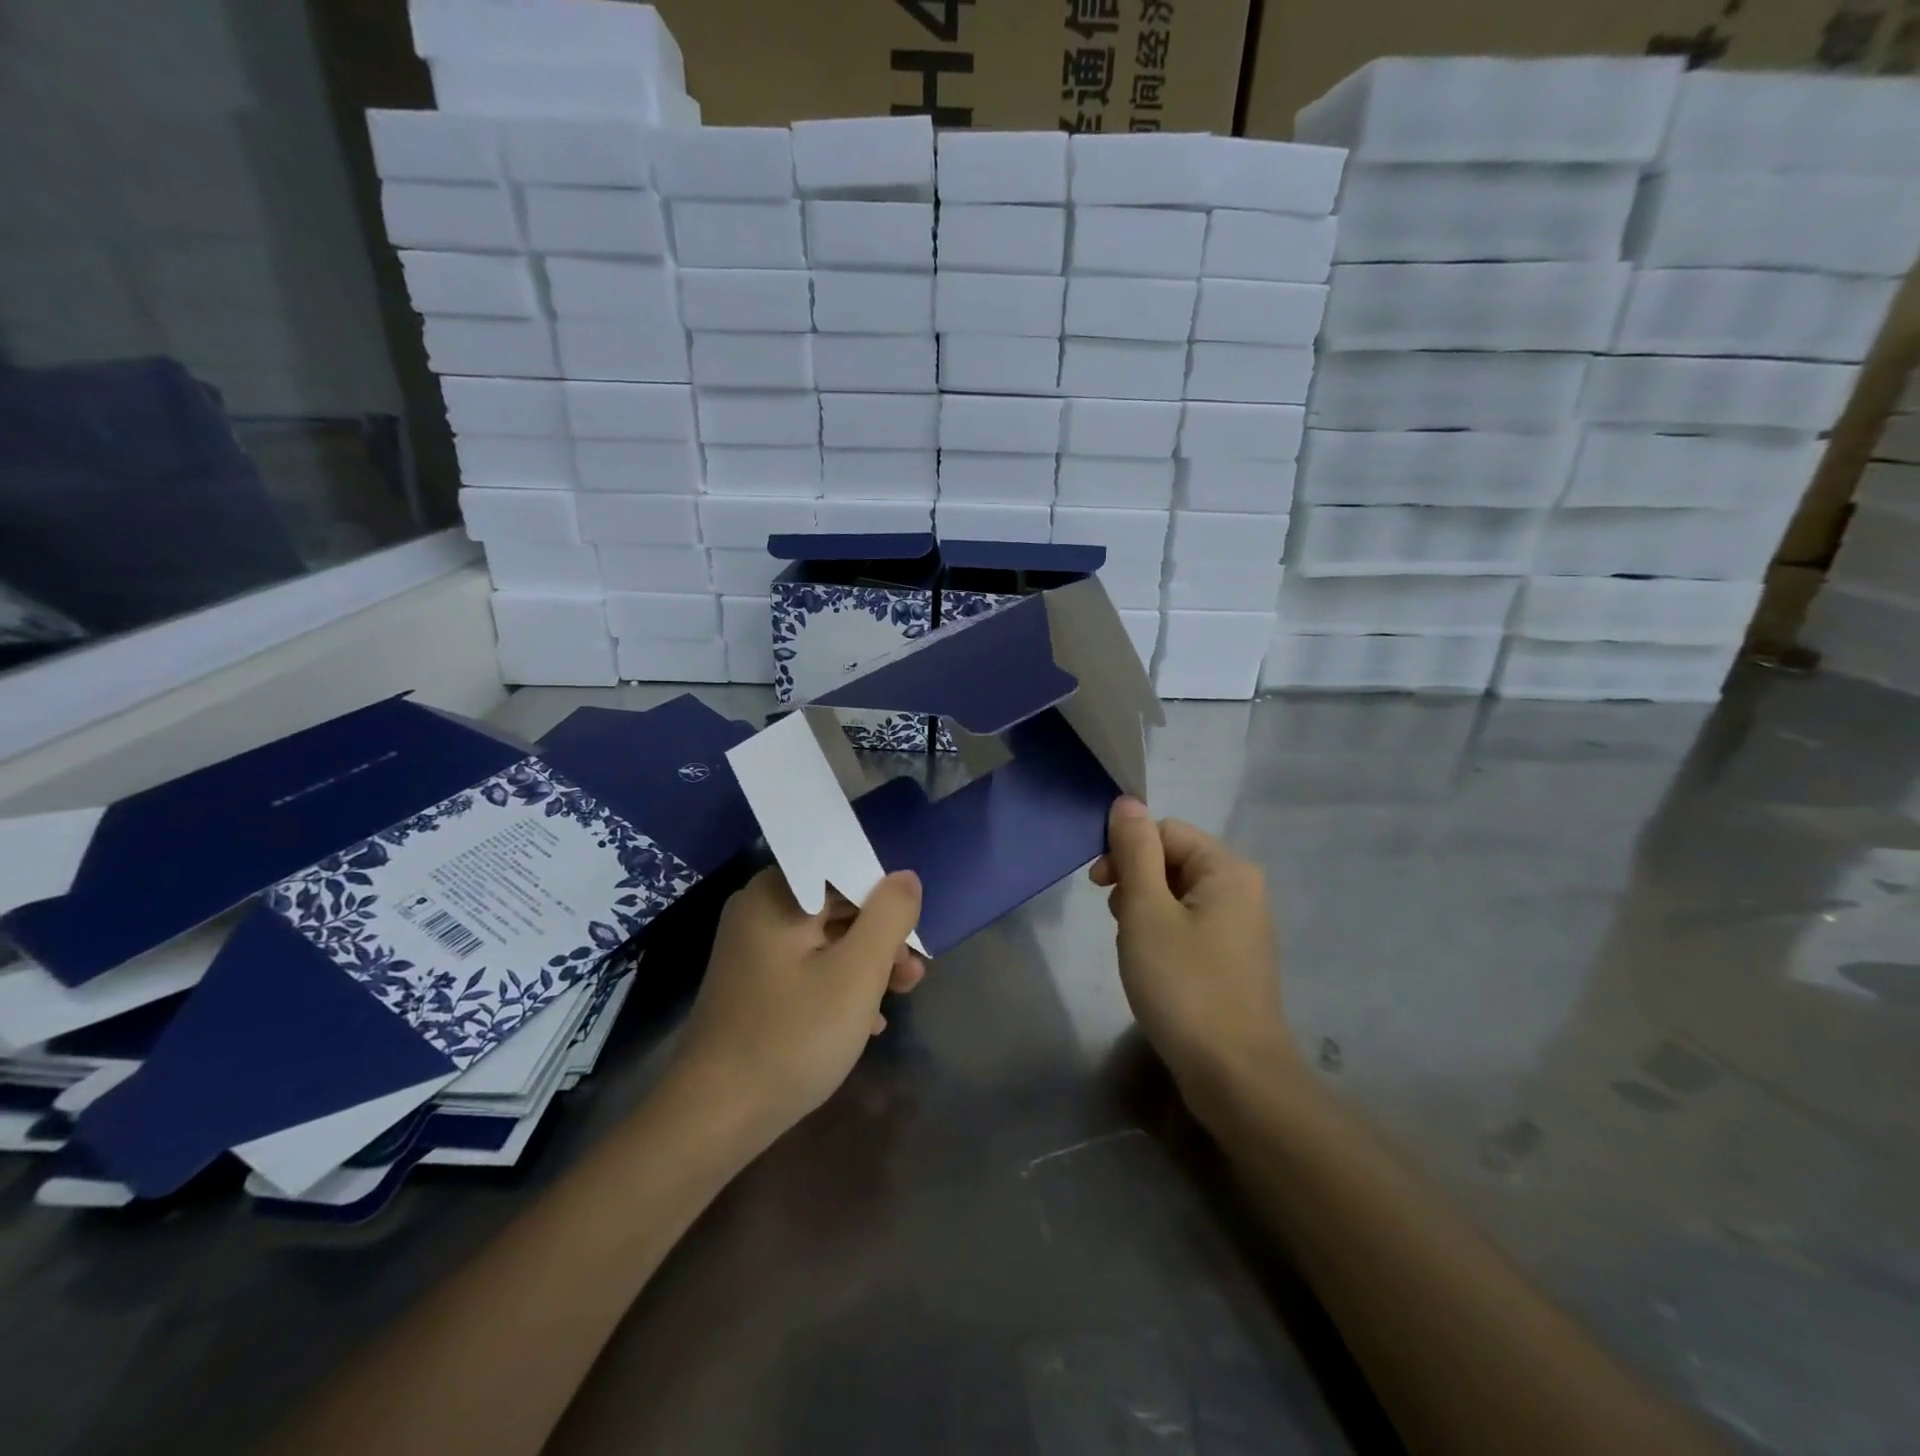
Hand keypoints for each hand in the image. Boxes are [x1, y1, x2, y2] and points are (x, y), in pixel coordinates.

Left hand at [670, 866, 924, 1148]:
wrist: (714, 1118)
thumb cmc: (792, 1036)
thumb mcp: (857, 973)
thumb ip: (889, 916)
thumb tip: (906, 878)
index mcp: (777, 893)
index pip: (845, 870)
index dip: (886, 898)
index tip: (912, 935)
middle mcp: (759, 909)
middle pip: (837, 905)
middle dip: (881, 937)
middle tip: (913, 973)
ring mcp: (752, 948)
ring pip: (825, 939)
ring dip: (867, 964)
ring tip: (901, 996)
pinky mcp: (752, 983)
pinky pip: (807, 967)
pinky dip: (839, 984)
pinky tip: (866, 1021)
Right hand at [1090, 798, 1298, 1103]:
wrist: (1235, 1076)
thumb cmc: (1184, 985)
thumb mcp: (1146, 911)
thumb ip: (1135, 852)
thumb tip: (1127, 802)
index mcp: (1228, 869)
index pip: (1164, 831)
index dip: (1126, 850)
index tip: (1097, 886)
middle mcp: (1243, 889)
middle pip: (1173, 860)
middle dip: (1135, 883)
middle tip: (1117, 922)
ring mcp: (1242, 926)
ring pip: (1177, 895)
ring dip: (1145, 911)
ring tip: (1133, 950)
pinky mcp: (1234, 959)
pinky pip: (1190, 925)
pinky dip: (1163, 935)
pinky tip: (1151, 967)